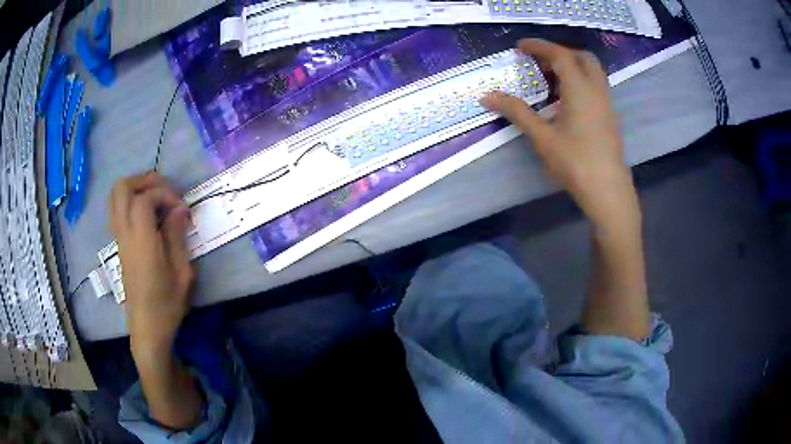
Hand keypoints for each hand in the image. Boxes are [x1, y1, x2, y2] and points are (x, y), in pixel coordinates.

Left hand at [109, 172, 193, 362]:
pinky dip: (131, 201)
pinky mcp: (119, 244)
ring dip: (135, 188)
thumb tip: (179, 208)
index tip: (181, 207)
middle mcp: (125, 235)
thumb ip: (177, 235)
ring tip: (156, 196)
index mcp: (141, 242)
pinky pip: (118, 210)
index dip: (164, 193)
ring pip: (115, 196)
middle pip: (122, 188)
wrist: (147, 327)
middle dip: (144, 180)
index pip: (144, 199)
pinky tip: (148, 214)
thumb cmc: (167, 304)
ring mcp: (119, 238)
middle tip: (164, 189)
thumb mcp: (182, 273)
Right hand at [483, 39, 637, 225]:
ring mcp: (606, 103)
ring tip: (550, 80)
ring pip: (591, 71)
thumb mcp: (542, 136)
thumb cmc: (575, 162)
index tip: (519, 46)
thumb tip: (487, 96)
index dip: (538, 46)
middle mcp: (596, 90)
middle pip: (581, 57)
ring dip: (571, 66)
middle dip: (559, 53)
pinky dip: (579, 81)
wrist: (607, 190)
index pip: (560, 55)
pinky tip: (566, 100)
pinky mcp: (609, 116)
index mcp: (580, 89)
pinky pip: (595, 86)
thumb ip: (516, 111)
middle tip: (538, 63)